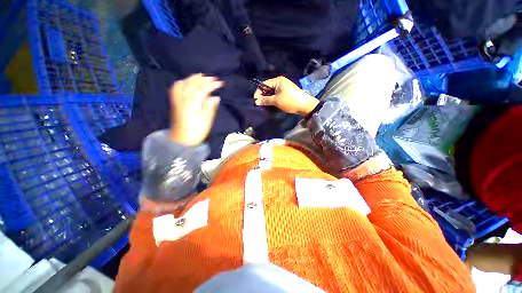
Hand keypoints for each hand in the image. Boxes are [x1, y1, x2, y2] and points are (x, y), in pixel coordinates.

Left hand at [169, 74, 222, 145]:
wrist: (181, 140)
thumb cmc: (196, 132)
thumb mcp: (206, 122)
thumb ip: (210, 108)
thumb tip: (215, 97)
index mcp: (193, 104)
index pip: (203, 89)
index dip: (212, 84)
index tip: (220, 83)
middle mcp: (183, 99)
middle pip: (193, 84)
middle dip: (203, 79)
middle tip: (213, 78)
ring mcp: (177, 100)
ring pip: (183, 83)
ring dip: (192, 78)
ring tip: (201, 76)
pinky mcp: (175, 102)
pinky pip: (176, 88)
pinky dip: (182, 82)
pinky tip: (187, 82)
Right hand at [254, 76, 318, 116]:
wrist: (305, 106)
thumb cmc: (290, 101)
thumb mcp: (276, 101)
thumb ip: (265, 100)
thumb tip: (256, 101)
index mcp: (278, 80)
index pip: (264, 84)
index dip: (258, 92)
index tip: (255, 100)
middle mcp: (280, 82)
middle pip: (268, 87)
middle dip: (263, 95)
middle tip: (259, 103)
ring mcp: (284, 87)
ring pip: (272, 92)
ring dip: (267, 98)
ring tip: (264, 105)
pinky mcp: (286, 93)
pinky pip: (276, 94)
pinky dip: (273, 99)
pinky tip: (270, 104)